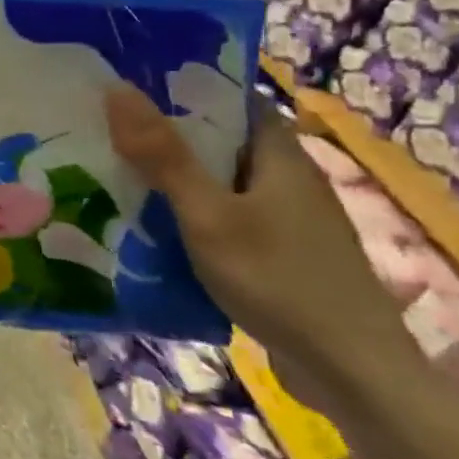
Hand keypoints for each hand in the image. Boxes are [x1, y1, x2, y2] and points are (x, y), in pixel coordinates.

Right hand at [104, 84, 409, 407]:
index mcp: (280, 155)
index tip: (131, 84)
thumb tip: (117, 88)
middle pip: (222, 140)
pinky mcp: (280, 254)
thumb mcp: (208, 214)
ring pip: (220, 181)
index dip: (185, 86)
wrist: (353, 374)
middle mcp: (287, 178)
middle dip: (167, 133)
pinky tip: (153, 227)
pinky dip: (189, 213)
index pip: (234, 98)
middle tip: (106, 128)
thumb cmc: (278, 279)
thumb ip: (163, 155)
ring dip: (175, 177)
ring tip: (115, 172)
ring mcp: (287, 219)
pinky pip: (225, 216)